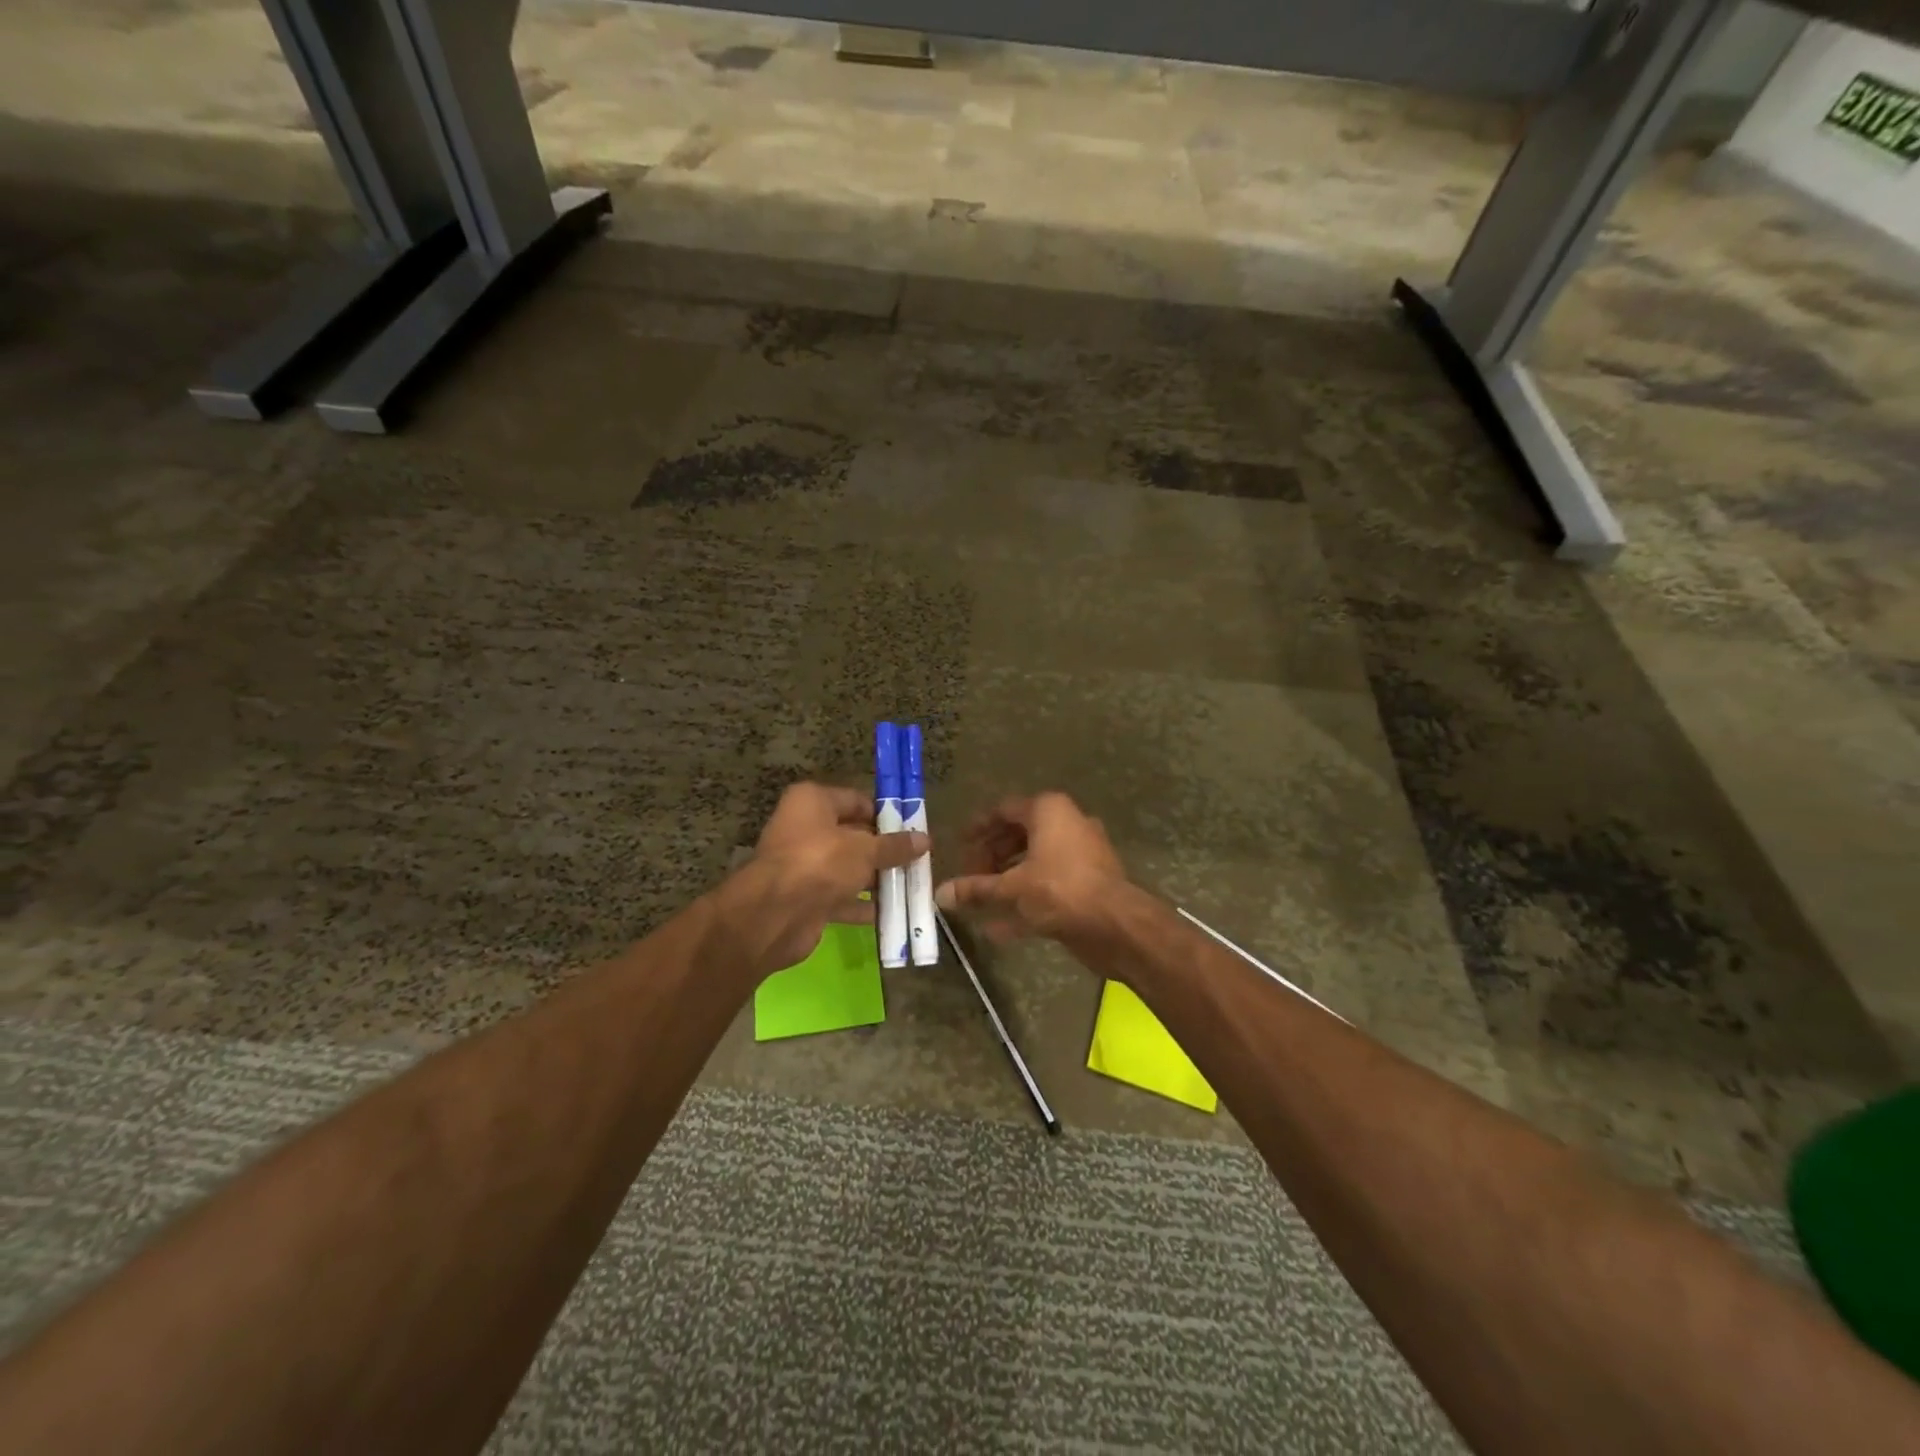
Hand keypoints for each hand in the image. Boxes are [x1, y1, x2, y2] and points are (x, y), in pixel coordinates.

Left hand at [725, 783, 926, 976]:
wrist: (774, 914)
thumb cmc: (820, 862)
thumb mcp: (865, 850)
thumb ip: (894, 846)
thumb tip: (925, 840)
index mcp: (812, 802)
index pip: (856, 801)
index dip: (885, 814)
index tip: (913, 829)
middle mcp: (804, 828)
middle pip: (853, 836)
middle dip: (884, 850)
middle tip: (917, 860)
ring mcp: (803, 865)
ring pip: (847, 868)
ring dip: (876, 879)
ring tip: (910, 886)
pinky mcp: (804, 898)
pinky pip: (840, 897)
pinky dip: (862, 905)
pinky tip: (891, 913)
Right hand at [934, 793, 1128, 944]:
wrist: (1116, 924)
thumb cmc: (1059, 890)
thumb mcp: (1011, 888)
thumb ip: (976, 889)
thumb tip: (939, 894)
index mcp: (1049, 810)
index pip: (1004, 810)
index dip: (978, 827)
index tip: (959, 845)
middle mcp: (1067, 824)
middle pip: (1020, 835)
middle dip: (991, 856)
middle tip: (969, 875)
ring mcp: (1082, 854)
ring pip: (1035, 862)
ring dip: (1007, 880)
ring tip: (980, 899)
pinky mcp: (1089, 883)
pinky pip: (1049, 885)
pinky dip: (1026, 901)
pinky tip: (998, 928)